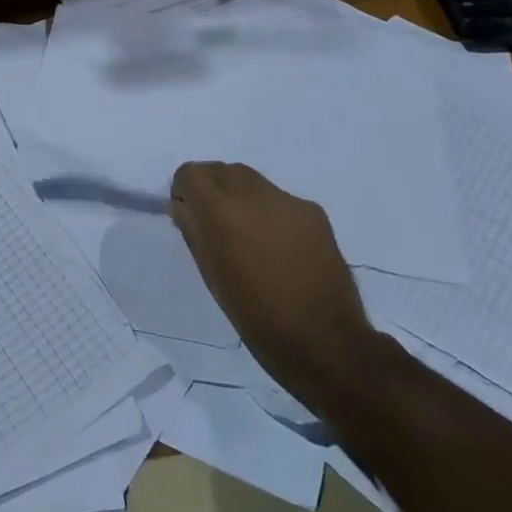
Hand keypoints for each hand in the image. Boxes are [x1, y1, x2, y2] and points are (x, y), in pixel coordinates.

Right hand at [169, 161, 379, 404]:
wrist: (325, 342)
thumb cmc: (256, 316)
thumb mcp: (210, 274)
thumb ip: (194, 230)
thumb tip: (186, 205)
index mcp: (221, 212)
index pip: (190, 173)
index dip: (185, 191)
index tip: (190, 216)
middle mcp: (254, 194)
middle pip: (221, 169)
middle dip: (212, 189)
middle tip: (216, 225)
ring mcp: (288, 201)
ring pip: (251, 181)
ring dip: (241, 197)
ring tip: (250, 237)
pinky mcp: (314, 212)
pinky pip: (279, 199)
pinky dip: (270, 212)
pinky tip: (280, 248)